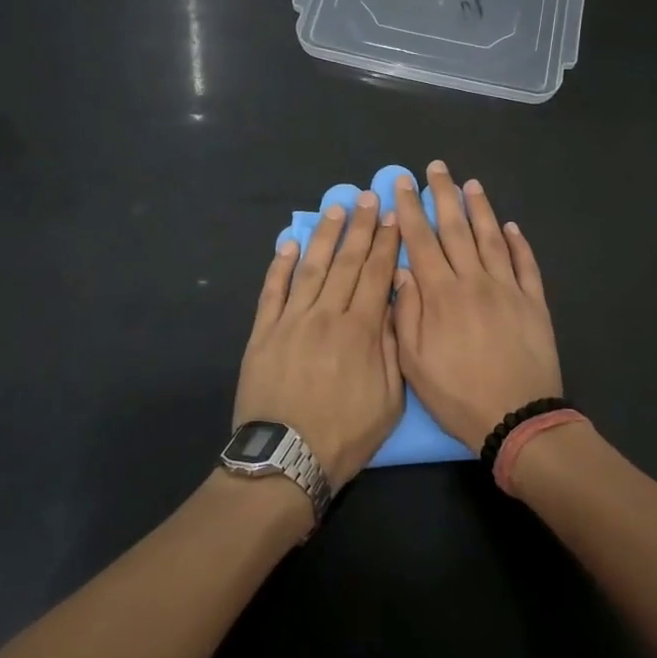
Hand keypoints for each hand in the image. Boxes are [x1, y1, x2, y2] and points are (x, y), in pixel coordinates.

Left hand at [236, 193, 403, 486]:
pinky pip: (272, 291)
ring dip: (324, 235)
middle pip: (346, 262)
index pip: (376, 275)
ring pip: (311, 268)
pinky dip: (281, 265)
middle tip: (369, 197)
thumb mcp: (389, 400)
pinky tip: (289, 243)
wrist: (285, 461)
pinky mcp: (262, 332)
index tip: (393, 216)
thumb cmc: (344, 435)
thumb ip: (392, 347)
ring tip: (336, 209)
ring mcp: (291, 321)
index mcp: (361, 331)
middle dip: (360, 227)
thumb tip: (393, 302)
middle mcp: (326, 315)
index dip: (386, 243)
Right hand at [391, 160, 561, 451]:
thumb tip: (401, 270)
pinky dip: (518, 243)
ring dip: (480, 208)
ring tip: (471, 184)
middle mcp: (475, 281)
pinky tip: (511, 227)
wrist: (518, 418)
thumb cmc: (458, 395)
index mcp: (442, 294)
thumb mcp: (414, 363)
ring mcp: (508, 288)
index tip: (402, 183)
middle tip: (436, 167)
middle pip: (456, 229)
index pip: (421, 241)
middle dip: (443, 195)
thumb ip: (405, 313)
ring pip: (492, 238)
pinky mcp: (534, 302)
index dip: (410, 209)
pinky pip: (525, 264)